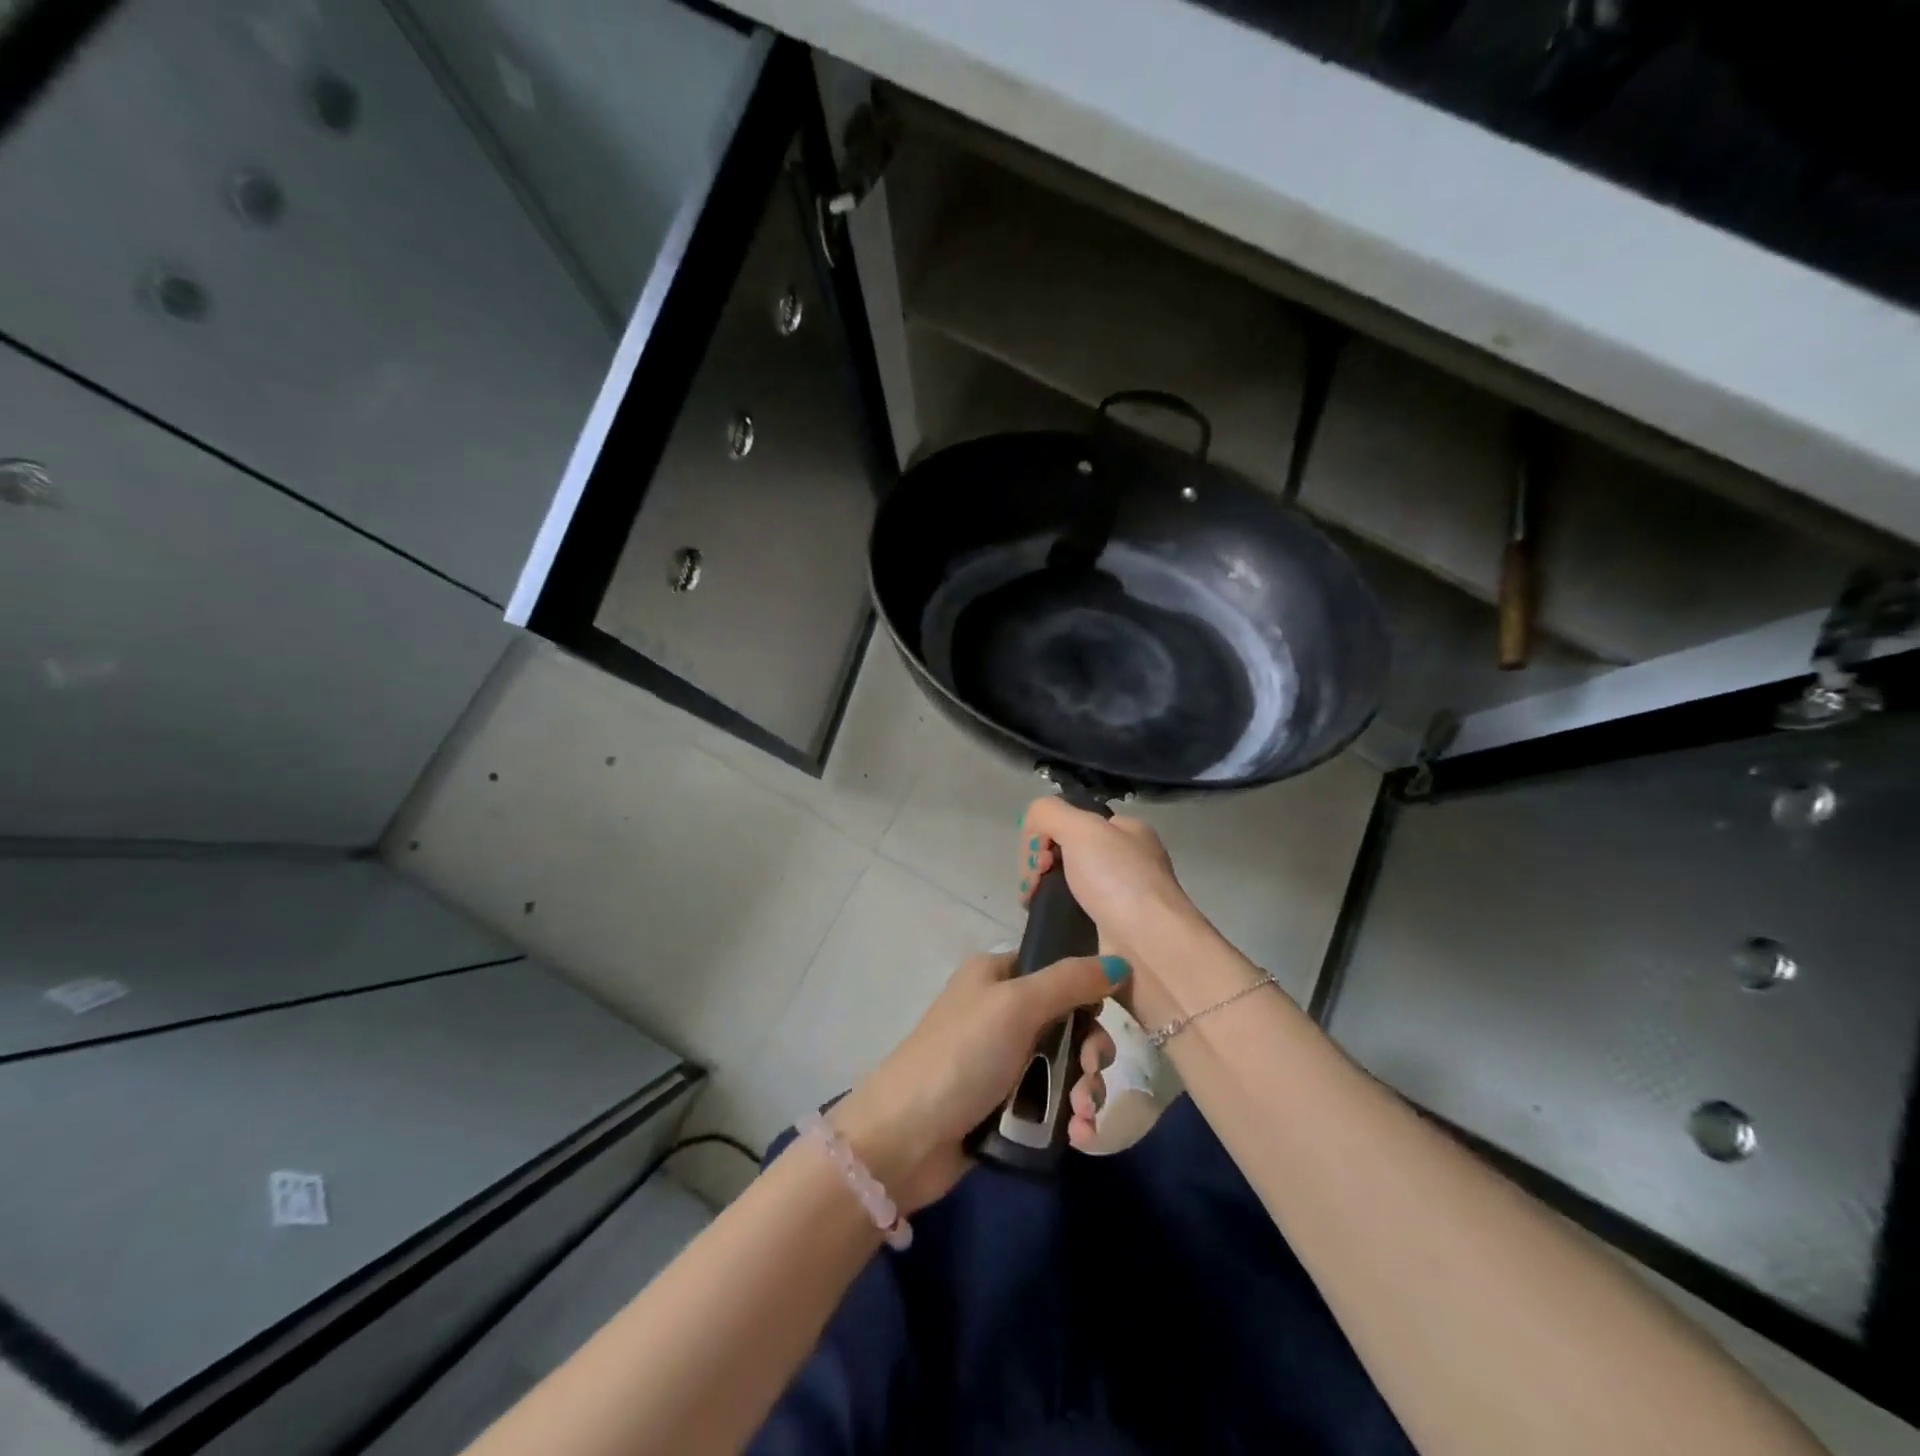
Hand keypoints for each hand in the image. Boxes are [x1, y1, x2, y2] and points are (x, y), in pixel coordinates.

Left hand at [831, 950, 1125, 1211]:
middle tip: (1090, 1073)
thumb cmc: (961, 1056)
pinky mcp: (1005, 1104)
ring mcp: (1002, 1060)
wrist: (904, 1138)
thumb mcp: (1016, 1006)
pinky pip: (1052, 1102)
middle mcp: (1000, 1011)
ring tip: (1081, 1115)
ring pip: (1065, 1065)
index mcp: (996, 975)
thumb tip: (1120, 963)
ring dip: (1084, 1089)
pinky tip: (1079, 1135)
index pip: (1056, 969)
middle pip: (1068, 1020)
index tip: (1107, 1015)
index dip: (1087, 991)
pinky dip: (1070, 1117)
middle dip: (1089, 1051)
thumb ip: (1069, 982)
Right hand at [1018, 798, 1214, 1032]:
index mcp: (1127, 831)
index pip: (1072, 821)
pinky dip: (1054, 917)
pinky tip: (1047, 923)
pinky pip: (1069, 916)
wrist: (1150, 948)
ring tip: (1034, 905)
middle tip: (1035, 883)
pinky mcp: (1108, 932)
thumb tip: (1034, 838)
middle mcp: (1125, 861)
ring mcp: (1118, 898)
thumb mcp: (1081, 828)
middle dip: (1040, 865)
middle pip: (1064, 853)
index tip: (1039, 856)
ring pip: (1063, 886)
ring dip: (1042, 893)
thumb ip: (1047, 813)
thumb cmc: (1119, 881)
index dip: (1045, 834)